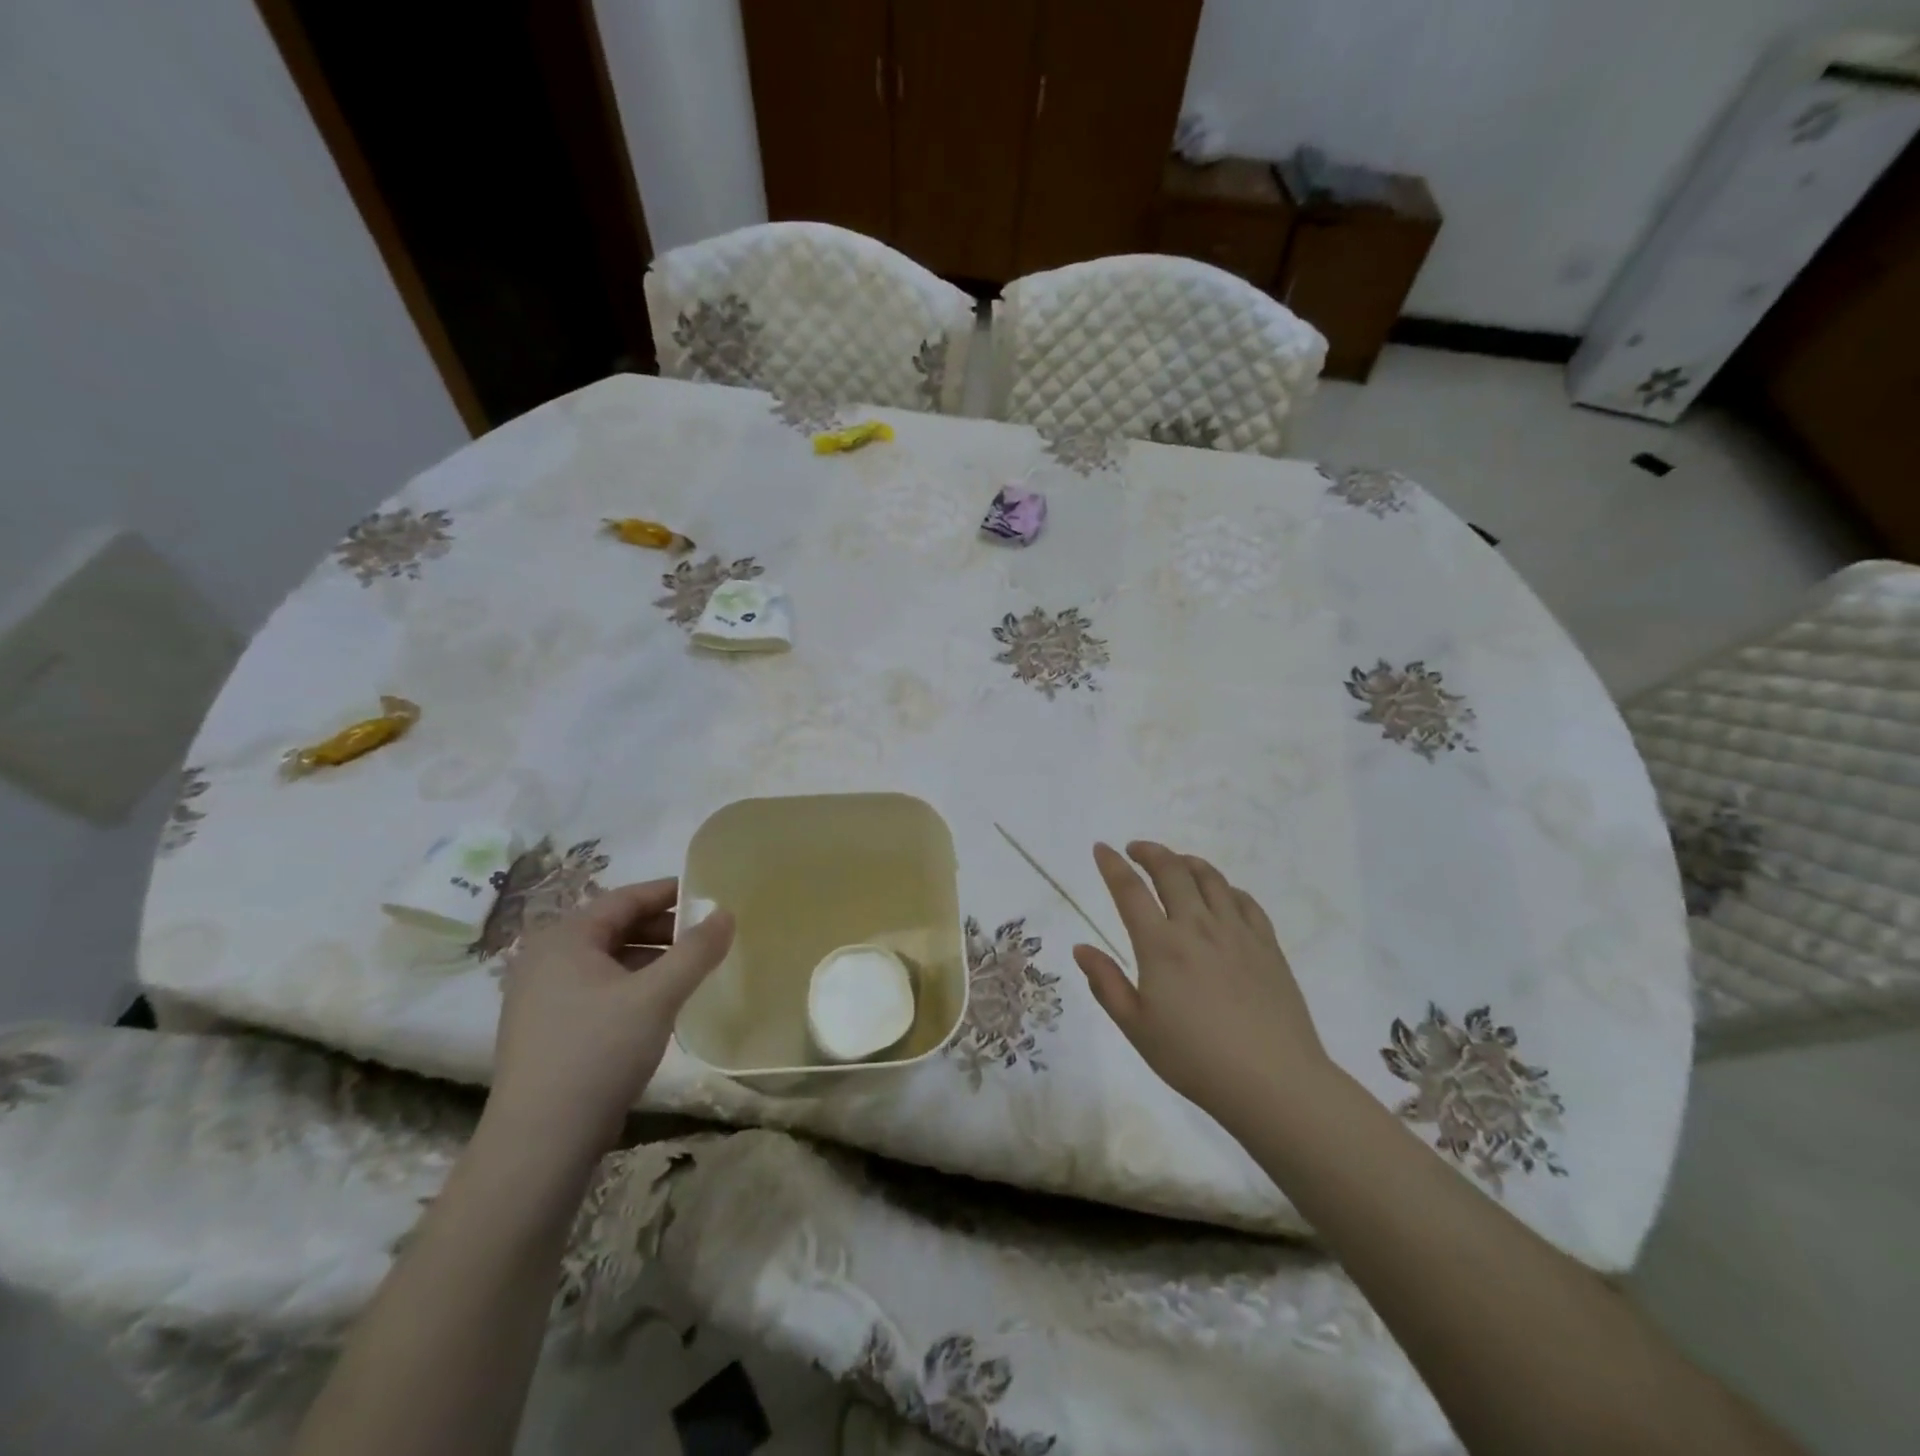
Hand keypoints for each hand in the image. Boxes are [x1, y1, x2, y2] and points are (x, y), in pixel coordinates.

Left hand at [487, 879, 733, 1164]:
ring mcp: (541, 996)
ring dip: (651, 958)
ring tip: (691, 970)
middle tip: (707, 936)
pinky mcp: (547, 1029)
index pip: (625, 898)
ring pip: (608, 960)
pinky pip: (598, 988)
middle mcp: (546, 959)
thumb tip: (726, 914)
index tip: (710, 895)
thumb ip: (696, 951)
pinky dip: (632, 985)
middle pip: (615, 927)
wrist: (540, 1143)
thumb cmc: (598, 1053)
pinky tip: (660, 1004)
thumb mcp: (657, 996)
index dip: (670, 893)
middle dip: (664, 928)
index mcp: (564, 939)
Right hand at [1073, 842, 1332, 1127]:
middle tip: (1135, 850)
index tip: (1101, 849)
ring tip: (1175, 863)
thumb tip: (1081, 948)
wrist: (1273, 1081)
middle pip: (1172, 870)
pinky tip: (1221, 895)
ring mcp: (1237, 932)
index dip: (1112, 865)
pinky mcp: (1267, 945)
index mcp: (1161, 945)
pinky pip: (1245, 900)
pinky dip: (1226, 888)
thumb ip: (1106, 983)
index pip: (1130, 890)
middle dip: (1149, 852)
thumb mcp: (1136, 1028)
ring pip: (1210, 878)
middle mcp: (1198, 926)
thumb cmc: (1194, 1059)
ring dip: (1187, 862)